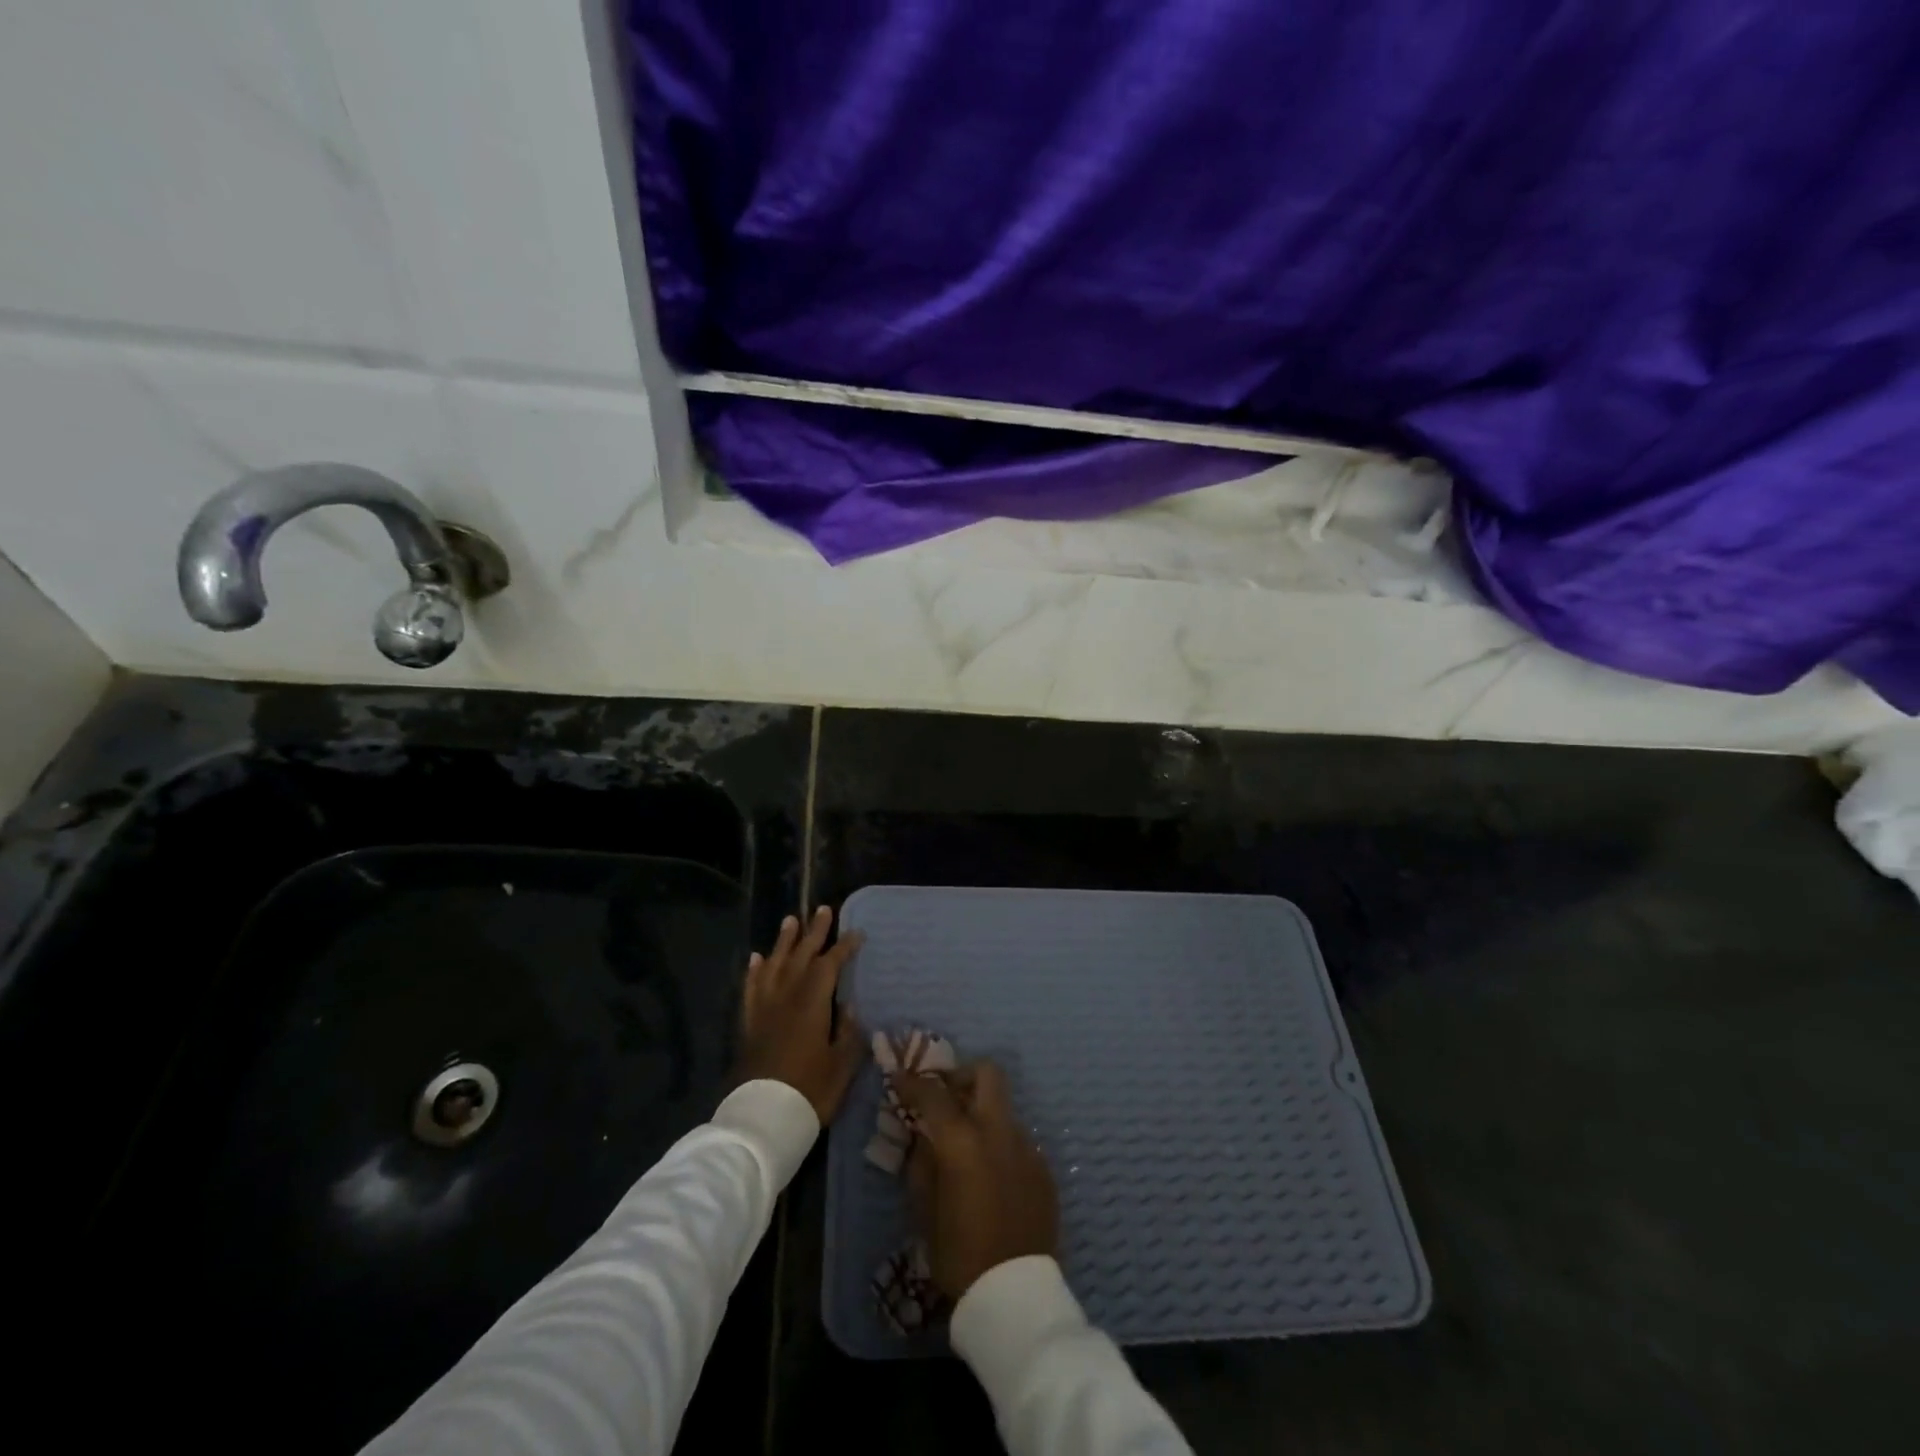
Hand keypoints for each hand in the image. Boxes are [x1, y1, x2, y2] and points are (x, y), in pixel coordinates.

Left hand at [736, 906, 865, 1124]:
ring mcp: (764, 1010)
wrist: (761, 1119)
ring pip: (774, 966)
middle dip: (814, 933)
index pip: (829, 965)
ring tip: (790, 920)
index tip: (856, 933)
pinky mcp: (749, 1024)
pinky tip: (757, 958)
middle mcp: (786, 998)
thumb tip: (849, 1008)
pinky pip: (751, 988)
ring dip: (783, 942)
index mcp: (812, 1004)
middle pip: (800, 957)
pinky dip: (755, 971)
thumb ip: (848, 1033)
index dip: (843, 947)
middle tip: (822, 910)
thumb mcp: (842, 1066)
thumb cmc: (809, 1092)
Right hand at [891, 1061, 1058, 1300]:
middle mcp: (998, 1131)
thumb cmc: (959, 1254)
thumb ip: (922, 1163)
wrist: (1015, 1296)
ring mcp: (1027, 1146)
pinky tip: (989, 1175)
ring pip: (1003, 1108)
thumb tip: (923, 1137)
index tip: (899, 1078)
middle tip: (945, 1095)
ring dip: (982, 1113)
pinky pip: (1017, 1140)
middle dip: (963, 1075)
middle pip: (988, 1073)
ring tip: (966, 1145)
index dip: (913, 1082)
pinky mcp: (1044, 1167)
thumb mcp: (926, 1210)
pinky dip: (999, 1143)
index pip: (933, 1094)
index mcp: (963, 1141)